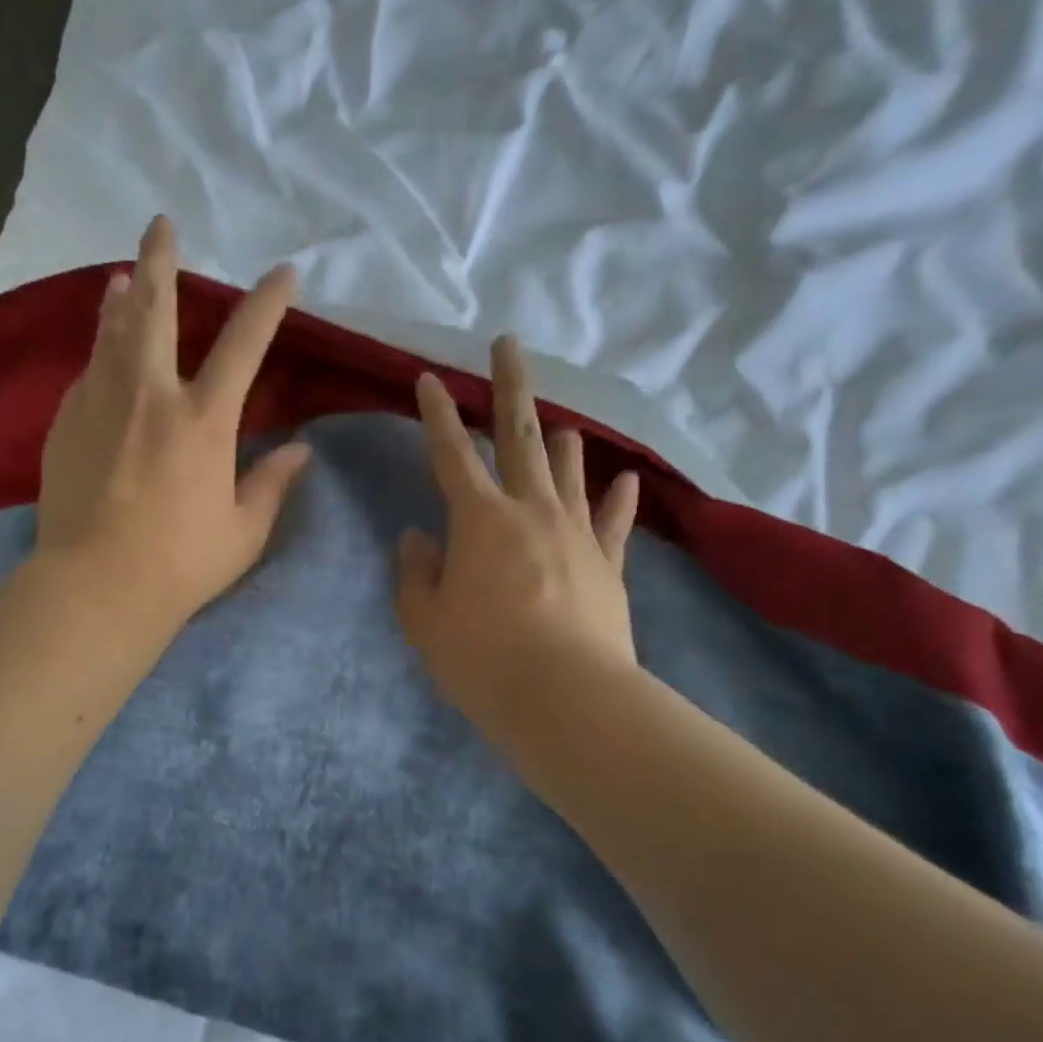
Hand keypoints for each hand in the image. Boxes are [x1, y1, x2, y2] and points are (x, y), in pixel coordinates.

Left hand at [35, 215, 310, 624]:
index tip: (284, 273)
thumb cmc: (180, 564)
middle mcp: (151, 396)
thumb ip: (271, 484)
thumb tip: (301, 451)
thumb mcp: (243, 530)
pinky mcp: (66, 424)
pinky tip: (101, 356)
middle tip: (161, 225)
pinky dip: (99, 355)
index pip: (244, 344)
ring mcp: (101, 405)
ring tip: (123, 277)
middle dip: (162, 262)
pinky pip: (87, 375)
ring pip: (110, 333)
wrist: (95, 587)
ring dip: (121, 299)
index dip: (268, 303)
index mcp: (203, 420)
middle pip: (155, 311)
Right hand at [396, 336, 641, 750]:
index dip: (436, 414)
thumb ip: (416, 573)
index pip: (450, 453)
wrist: (566, 698)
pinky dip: (618, 499)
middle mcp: (530, 510)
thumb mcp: (426, 621)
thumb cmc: (482, 658)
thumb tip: (418, 538)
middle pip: (520, 436)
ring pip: (569, 470)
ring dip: (563, 441)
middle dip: (510, 386)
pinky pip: (614, 521)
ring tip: (563, 422)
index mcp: (479, 519)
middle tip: (510, 343)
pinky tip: (626, 479)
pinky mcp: (608, 564)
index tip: (429, 378)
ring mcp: (575, 533)